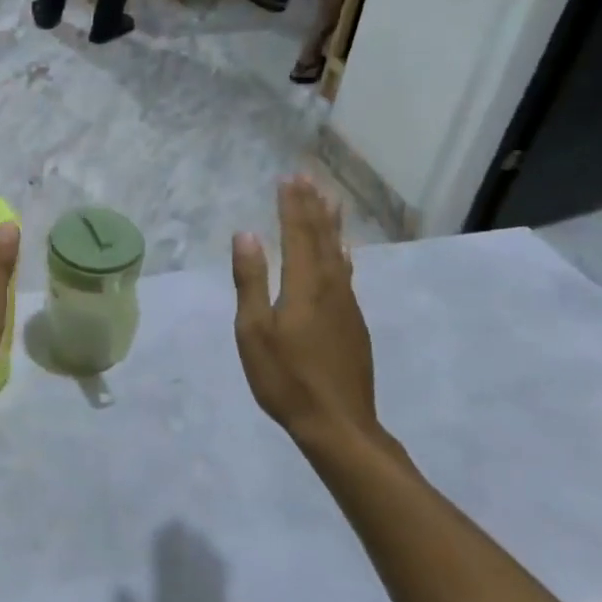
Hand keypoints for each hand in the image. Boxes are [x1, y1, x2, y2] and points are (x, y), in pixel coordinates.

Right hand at [231, 177, 380, 446]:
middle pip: (322, 237)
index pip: (297, 233)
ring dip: (331, 223)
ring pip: (340, 252)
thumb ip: (251, 281)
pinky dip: (342, 251)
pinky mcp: (354, 322)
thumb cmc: (286, 378)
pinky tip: (344, 250)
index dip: (291, 205)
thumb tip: (247, 234)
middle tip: (307, 177)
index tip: (287, 177)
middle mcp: (331, 286)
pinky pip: (347, 271)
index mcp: (305, 285)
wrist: (338, 424)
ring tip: (329, 199)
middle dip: (312, 206)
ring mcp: (347, 304)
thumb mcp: (254, 331)